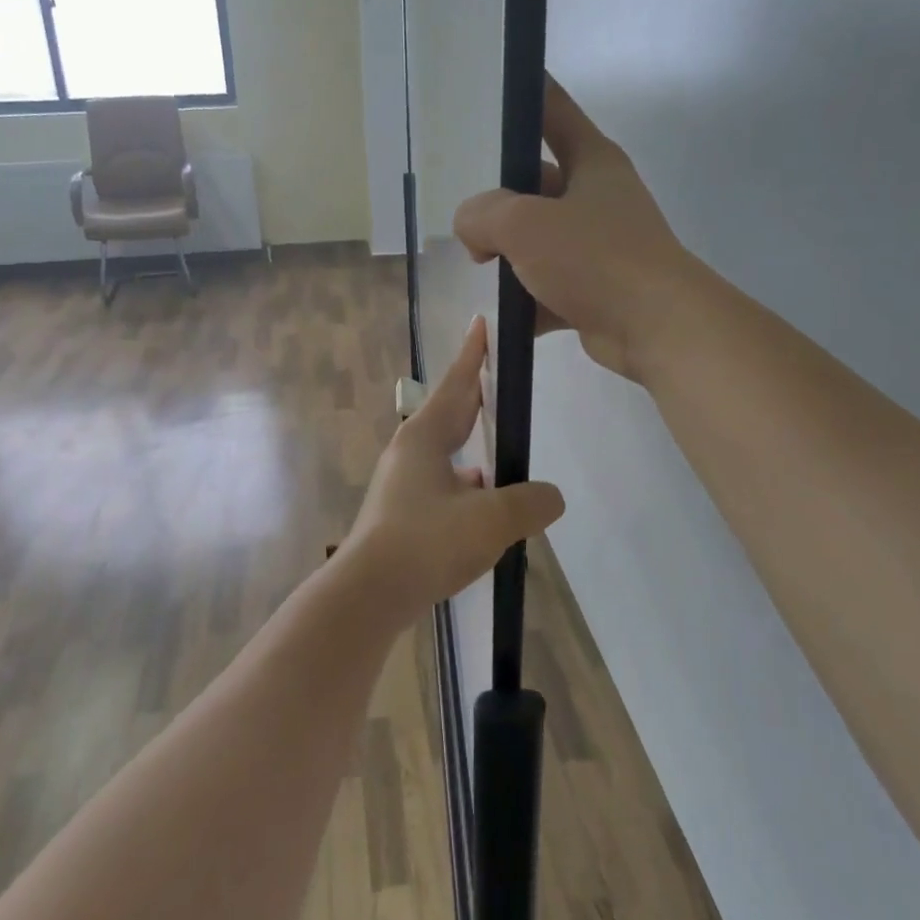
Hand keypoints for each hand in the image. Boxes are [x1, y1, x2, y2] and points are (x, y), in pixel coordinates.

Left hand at [342, 318, 564, 619]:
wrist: (368, 594)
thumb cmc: (427, 543)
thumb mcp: (491, 520)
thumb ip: (529, 502)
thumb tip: (551, 496)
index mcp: (425, 438)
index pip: (457, 384)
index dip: (474, 355)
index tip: (482, 324)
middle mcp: (409, 453)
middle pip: (449, 414)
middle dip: (475, 397)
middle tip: (499, 382)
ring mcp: (401, 485)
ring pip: (445, 454)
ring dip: (472, 448)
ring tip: (503, 455)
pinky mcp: (400, 515)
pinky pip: (441, 485)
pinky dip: (465, 485)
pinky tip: (481, 506)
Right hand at [453, 77, 697, 383]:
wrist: (655, 327)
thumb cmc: (594, 258)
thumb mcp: (524, 224)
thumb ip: (483, 214)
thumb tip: (472, 230)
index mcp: (592, 161)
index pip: (552, 110)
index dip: (524, 94)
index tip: (490, 86)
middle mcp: (598, 197)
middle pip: (537, 183)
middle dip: (500, 201)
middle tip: (466, 218)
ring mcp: (600, 245)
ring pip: (541, 238)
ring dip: (510, 254)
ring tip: (478, 265)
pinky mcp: (597, 289)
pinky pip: (550, 285)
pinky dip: (527, 298)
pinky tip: (502, 313)